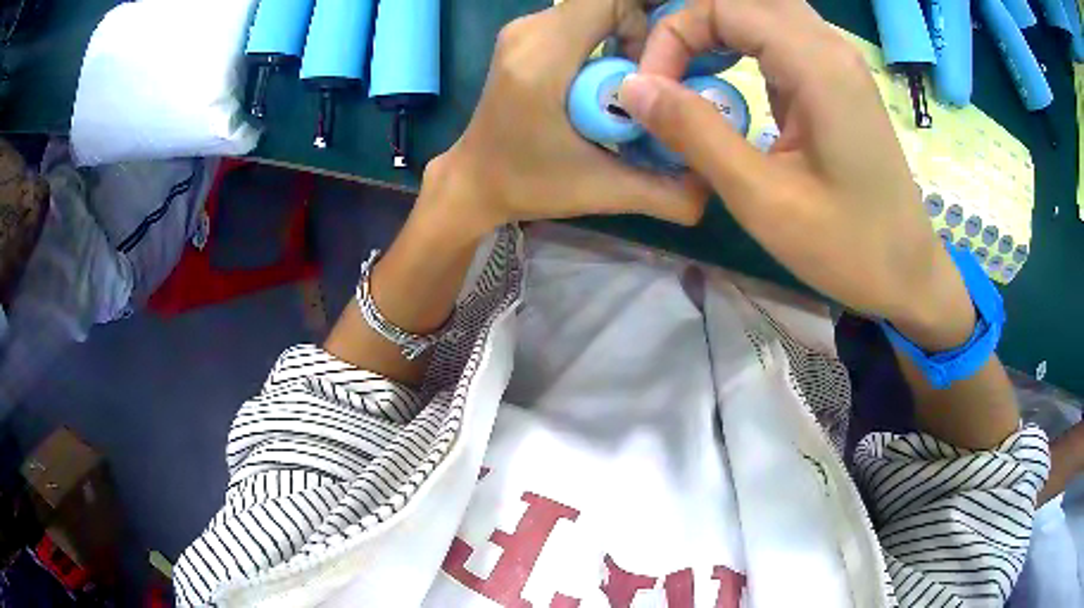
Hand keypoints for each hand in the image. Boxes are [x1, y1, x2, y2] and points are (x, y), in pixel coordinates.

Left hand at [427, 0, 707, 236]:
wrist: (474, 179)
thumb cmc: (527, 184)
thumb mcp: (601, 191)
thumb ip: (664, 192)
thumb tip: (714, 185)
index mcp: (542, 59)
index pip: (611, 0)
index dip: (647, 22)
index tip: (659, 68)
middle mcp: (529, 31)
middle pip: (607, 2)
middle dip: (643, 34)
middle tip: (655, 81)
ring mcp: (524, 29)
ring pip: (595, 9)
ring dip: (626, 38)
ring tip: (633, 85)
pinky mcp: (527, 35)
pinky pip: (582, 19)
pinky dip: (607, 39)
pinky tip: (611, 79)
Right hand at [619, 0, 974, 348]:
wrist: (909, 274)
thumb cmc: (848, 248)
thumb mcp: (764, 199)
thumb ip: (696, 134)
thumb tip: (632, 88)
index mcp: (817, 64)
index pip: (723, 6)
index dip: (673, 35)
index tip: (653, 90)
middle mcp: (830, 47)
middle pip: (743, 0)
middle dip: (692, 26)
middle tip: (665, 72)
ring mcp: (838, 62)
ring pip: (762, 12)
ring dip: (715, 32)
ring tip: (686, 75)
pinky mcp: (837, 82)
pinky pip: (780, 39)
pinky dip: (741, 46)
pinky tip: (727, 83)